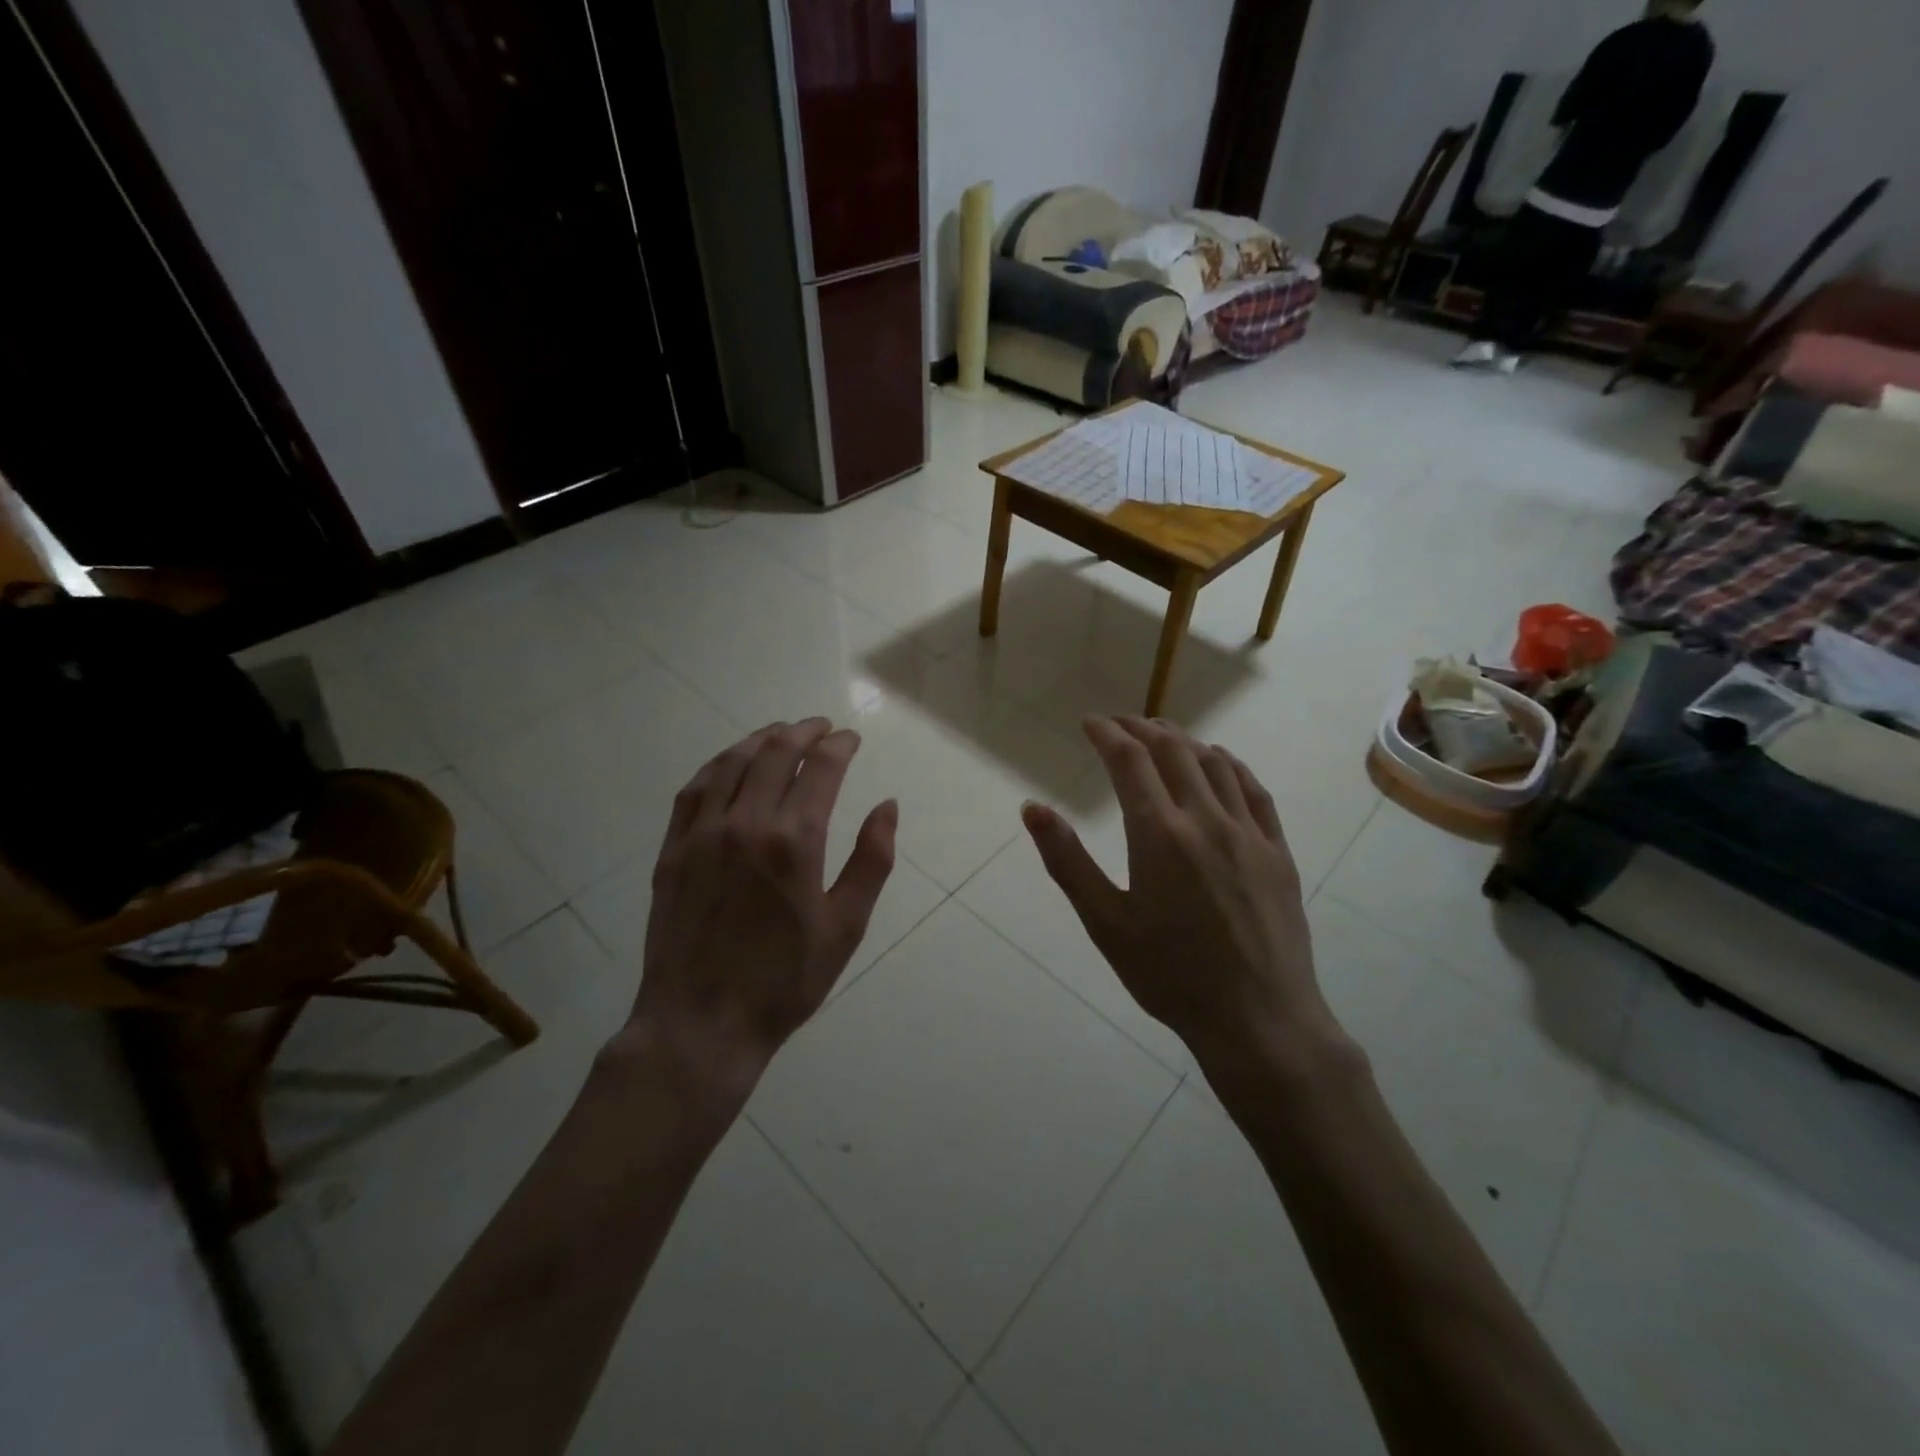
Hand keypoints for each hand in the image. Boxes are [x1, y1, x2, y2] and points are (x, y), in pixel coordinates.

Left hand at [627, 719, 897, 1102]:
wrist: (702, 1023)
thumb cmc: (785, 980)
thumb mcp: (846, 926)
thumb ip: (872, 860)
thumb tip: (888, 806)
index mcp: (795, 841)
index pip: (822, 768)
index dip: (839, 745)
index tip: (851, 739)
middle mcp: (746, 823)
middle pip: (776, 752)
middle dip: (804, 732)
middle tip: (822, 728)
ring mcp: (703, 833)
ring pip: (733, 762)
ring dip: (762, 739)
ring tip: (781, 733)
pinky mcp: (673, 849)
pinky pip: (694, 789)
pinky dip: (718, 764)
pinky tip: (730, 762)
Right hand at [1021, 717, 1336, 1074]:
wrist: (1258, 1019)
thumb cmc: (1170, 976)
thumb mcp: (1105, 923)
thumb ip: (1067, 860)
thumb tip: (1032, 807)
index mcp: (1159, 834)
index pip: (1129, 761)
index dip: (1107, 734)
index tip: (1091, 723)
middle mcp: (1206, 820)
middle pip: (1173, 751)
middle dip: (1142, 728)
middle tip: (1120, 724)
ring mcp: (1248, 833)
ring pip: (1215, 764)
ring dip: (1184, 741)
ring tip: (1163, 735)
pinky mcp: (1278, 852)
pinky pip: (1254, 791)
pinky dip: (1231, 765)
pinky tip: (1220, 762)